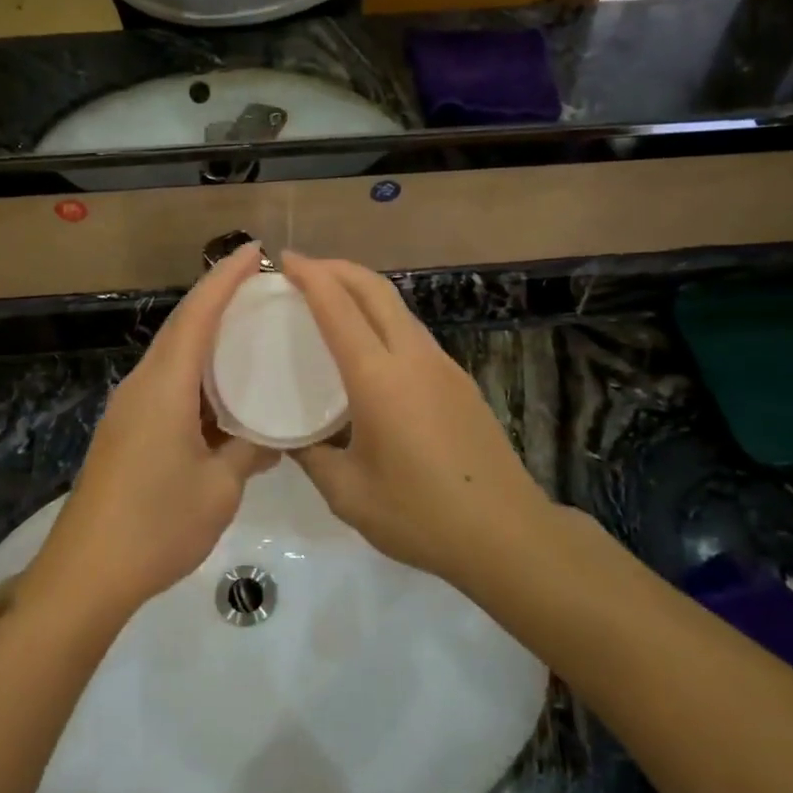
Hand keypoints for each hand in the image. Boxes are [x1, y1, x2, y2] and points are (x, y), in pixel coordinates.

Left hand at [26, 244, 278, 625]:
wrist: (86, 573)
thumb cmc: (158, 525)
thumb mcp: (220, 488)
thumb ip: (250, 452)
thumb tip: (274, 438)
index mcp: (165, 387)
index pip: (197, 316)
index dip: (225, 279)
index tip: (255, 251)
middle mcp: (142, 385)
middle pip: (180, 327)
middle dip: (217, 299)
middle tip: (260, 288)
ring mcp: (128, 408)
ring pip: (171, 355)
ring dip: (205, 337)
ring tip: (247, 331)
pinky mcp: (124, 431)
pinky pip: (164, 383)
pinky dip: (195, 372)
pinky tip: (220, 390)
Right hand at [281, 253, 550, 583]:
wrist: (505, 533)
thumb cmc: (419, 515)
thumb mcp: (348, 494)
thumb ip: (311, 457)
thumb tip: (286, 437)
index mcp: (379, 379)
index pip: (338, 308)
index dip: (311, 276)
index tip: (286, 259)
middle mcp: (413, 358)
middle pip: (376, 290)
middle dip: (339, 268)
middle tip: (305, 269)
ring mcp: (443, 366)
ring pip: (399, 308)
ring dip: (364, 291)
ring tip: (333, 300)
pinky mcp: (460, 381)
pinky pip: (413, 332)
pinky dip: (384, 318)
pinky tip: (371, 347)